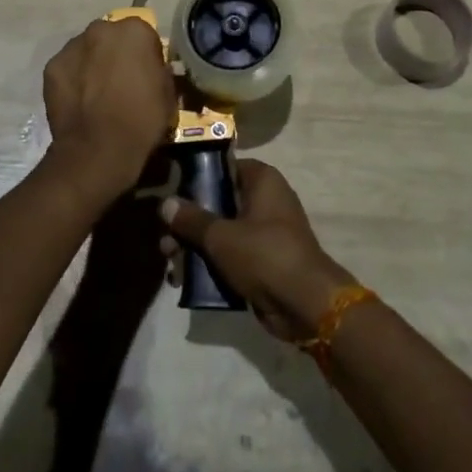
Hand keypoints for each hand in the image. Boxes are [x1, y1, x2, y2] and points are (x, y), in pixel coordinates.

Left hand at [42, 17, 175, 204]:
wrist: (98, 150)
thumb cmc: (142, 120)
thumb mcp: (167, 93)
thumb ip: (159, 70)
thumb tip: (151, 69)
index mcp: (135, 30)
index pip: (143, 34)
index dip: (145, 55)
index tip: (145, 74)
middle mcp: (102, 28)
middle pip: (111, 37)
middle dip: (115, 53)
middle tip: (119, 81)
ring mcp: (73, 46)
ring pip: (86, 49)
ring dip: (92, 63)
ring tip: (95, 93)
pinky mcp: (51, 66)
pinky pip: (67, 68)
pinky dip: (72, 78)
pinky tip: (77, 100)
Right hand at [159, 160, 355, 341]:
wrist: (306, 304)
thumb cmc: (264, 255)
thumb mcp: (221, 236)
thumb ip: (192, 219)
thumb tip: (164, 202)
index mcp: (262, 180)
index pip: (223, 167)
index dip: (196, 179)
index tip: (171, 194)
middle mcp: (266, 199)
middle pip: (218, 203)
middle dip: (189, 224)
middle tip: (165, 243)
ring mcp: (266, 231)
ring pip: (222, 232)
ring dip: (196, 247)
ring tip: (171, 266)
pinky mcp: (265, 260)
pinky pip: (232, 255)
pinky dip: (212, 264)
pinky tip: (186, 280)